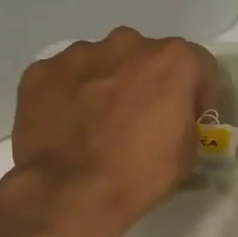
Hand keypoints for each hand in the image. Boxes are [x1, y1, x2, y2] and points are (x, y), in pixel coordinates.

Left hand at [9, 28, 217, 236]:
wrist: (68, 193)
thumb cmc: (137, 175)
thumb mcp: (186, 154)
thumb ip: (184, 121)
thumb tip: (172, 119)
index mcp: (170, 60)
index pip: (197, 65)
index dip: (197, 94)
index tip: (189, 119)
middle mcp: (125, 44)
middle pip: (144, 58)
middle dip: (145, 83)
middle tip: (137, 120)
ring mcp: (78, 54)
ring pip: (100, 63)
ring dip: (104, 85)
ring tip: (95, 125)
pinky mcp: (40, 72)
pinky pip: (62, 78)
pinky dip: (66, 95)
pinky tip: (64, 126)